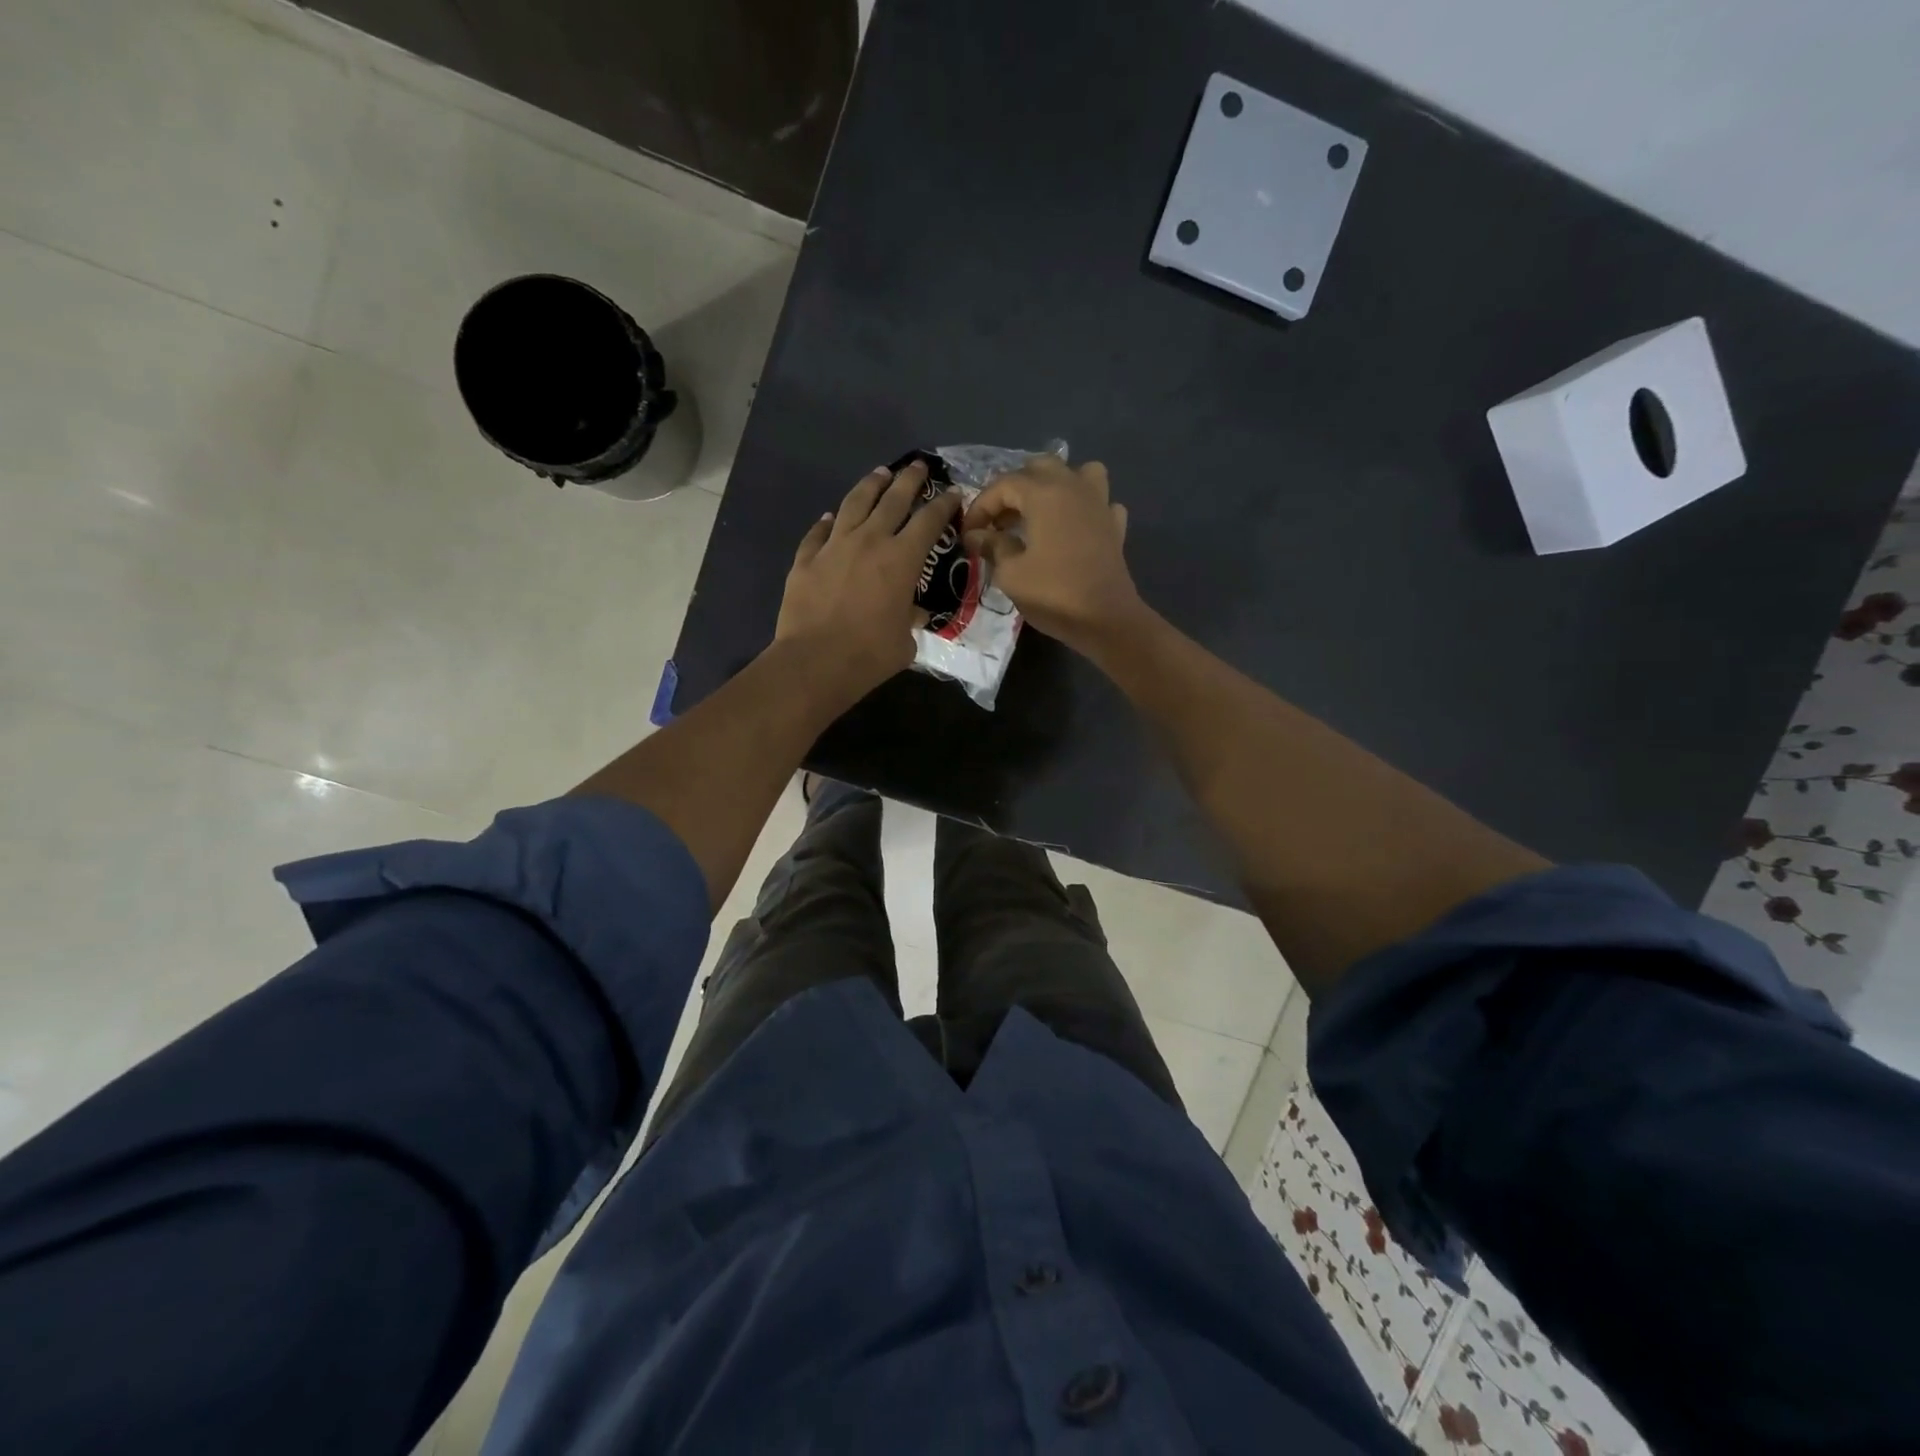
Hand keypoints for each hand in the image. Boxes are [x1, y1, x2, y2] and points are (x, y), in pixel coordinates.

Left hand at [775, 460, 961, 703]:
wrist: (815, 661)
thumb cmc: (870, 654)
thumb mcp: (905, 640)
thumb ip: (910, 619)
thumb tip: (911, 613)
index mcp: (902, 559)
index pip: (929, 521)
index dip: (944, 504)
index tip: (953, 493)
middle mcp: (870, 541)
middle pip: (893, 499)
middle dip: (910, 480)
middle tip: (919, 466)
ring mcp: (834, 546)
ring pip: (855, 503)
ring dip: (871, 486)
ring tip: (880, 474)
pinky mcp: (806, 558)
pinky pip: (818, 532)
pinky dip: (828, 522)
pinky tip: (831, 517)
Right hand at [962, 456, 1142, 654]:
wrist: (1106, 620)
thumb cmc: (1053, 594)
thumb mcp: (1011, 574)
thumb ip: (992, 546)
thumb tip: (977, 535)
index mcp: (1044, 494)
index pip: (1003, 485)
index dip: (980, 506)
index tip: (969, 533)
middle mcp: (1073, 487)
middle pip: (1040, 467)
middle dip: (1014, 489)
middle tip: (1000, 521)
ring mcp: (1099, 504)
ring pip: (1078, 472)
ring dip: (1056, 485)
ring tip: (1041, 511)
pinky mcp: (1115, 525)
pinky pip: (1100, 502)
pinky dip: (1085, 508)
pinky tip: (1075, 528)